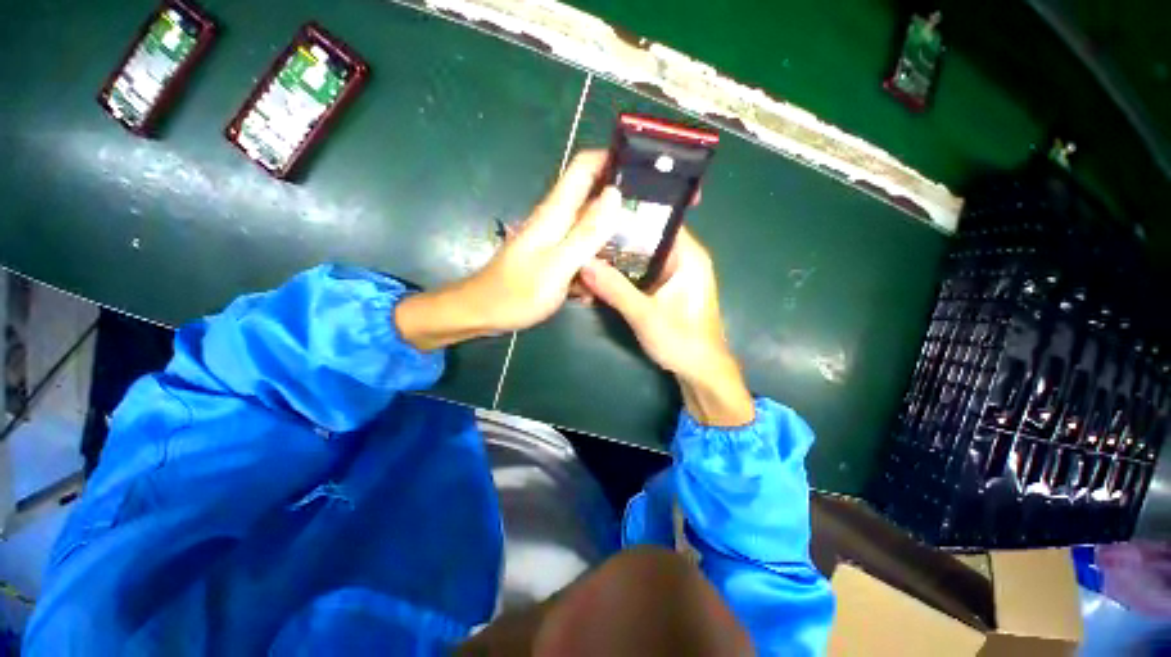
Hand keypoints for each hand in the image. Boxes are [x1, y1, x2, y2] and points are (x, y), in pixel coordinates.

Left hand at [397, 150, 621, 349]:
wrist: (483, 313)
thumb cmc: (516, 293)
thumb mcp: (557, 265)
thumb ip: (586, 233)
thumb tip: (615, 195)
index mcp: (555, 213)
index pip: (584, 167)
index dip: (611, 159)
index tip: (643, 169)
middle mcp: (556, 220)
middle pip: (592, 197)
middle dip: (621, 203)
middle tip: (651, 219)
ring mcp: (555, 240)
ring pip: (590, 228)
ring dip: (611, 238)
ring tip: (638, 252)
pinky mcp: (554, 257)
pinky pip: (582, 252)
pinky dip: (595, 261)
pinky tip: (605, 281)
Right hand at [580, 229, 754, 426]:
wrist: (701, 372)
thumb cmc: (682, 341)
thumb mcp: (645, 315)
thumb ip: (615, 288)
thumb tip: (583, 263)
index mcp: (688, 255)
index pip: (655, 220)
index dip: (625, 216)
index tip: (594, 217)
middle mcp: (682, 258)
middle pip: (643, 239)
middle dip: (613, 243)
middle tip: (581, 243)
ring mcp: (673, 273)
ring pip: (638, 257)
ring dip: (614, 262)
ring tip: (583, 260)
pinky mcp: (664, 288)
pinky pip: (639, 274)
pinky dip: (620, 277)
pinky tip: (598, 281)